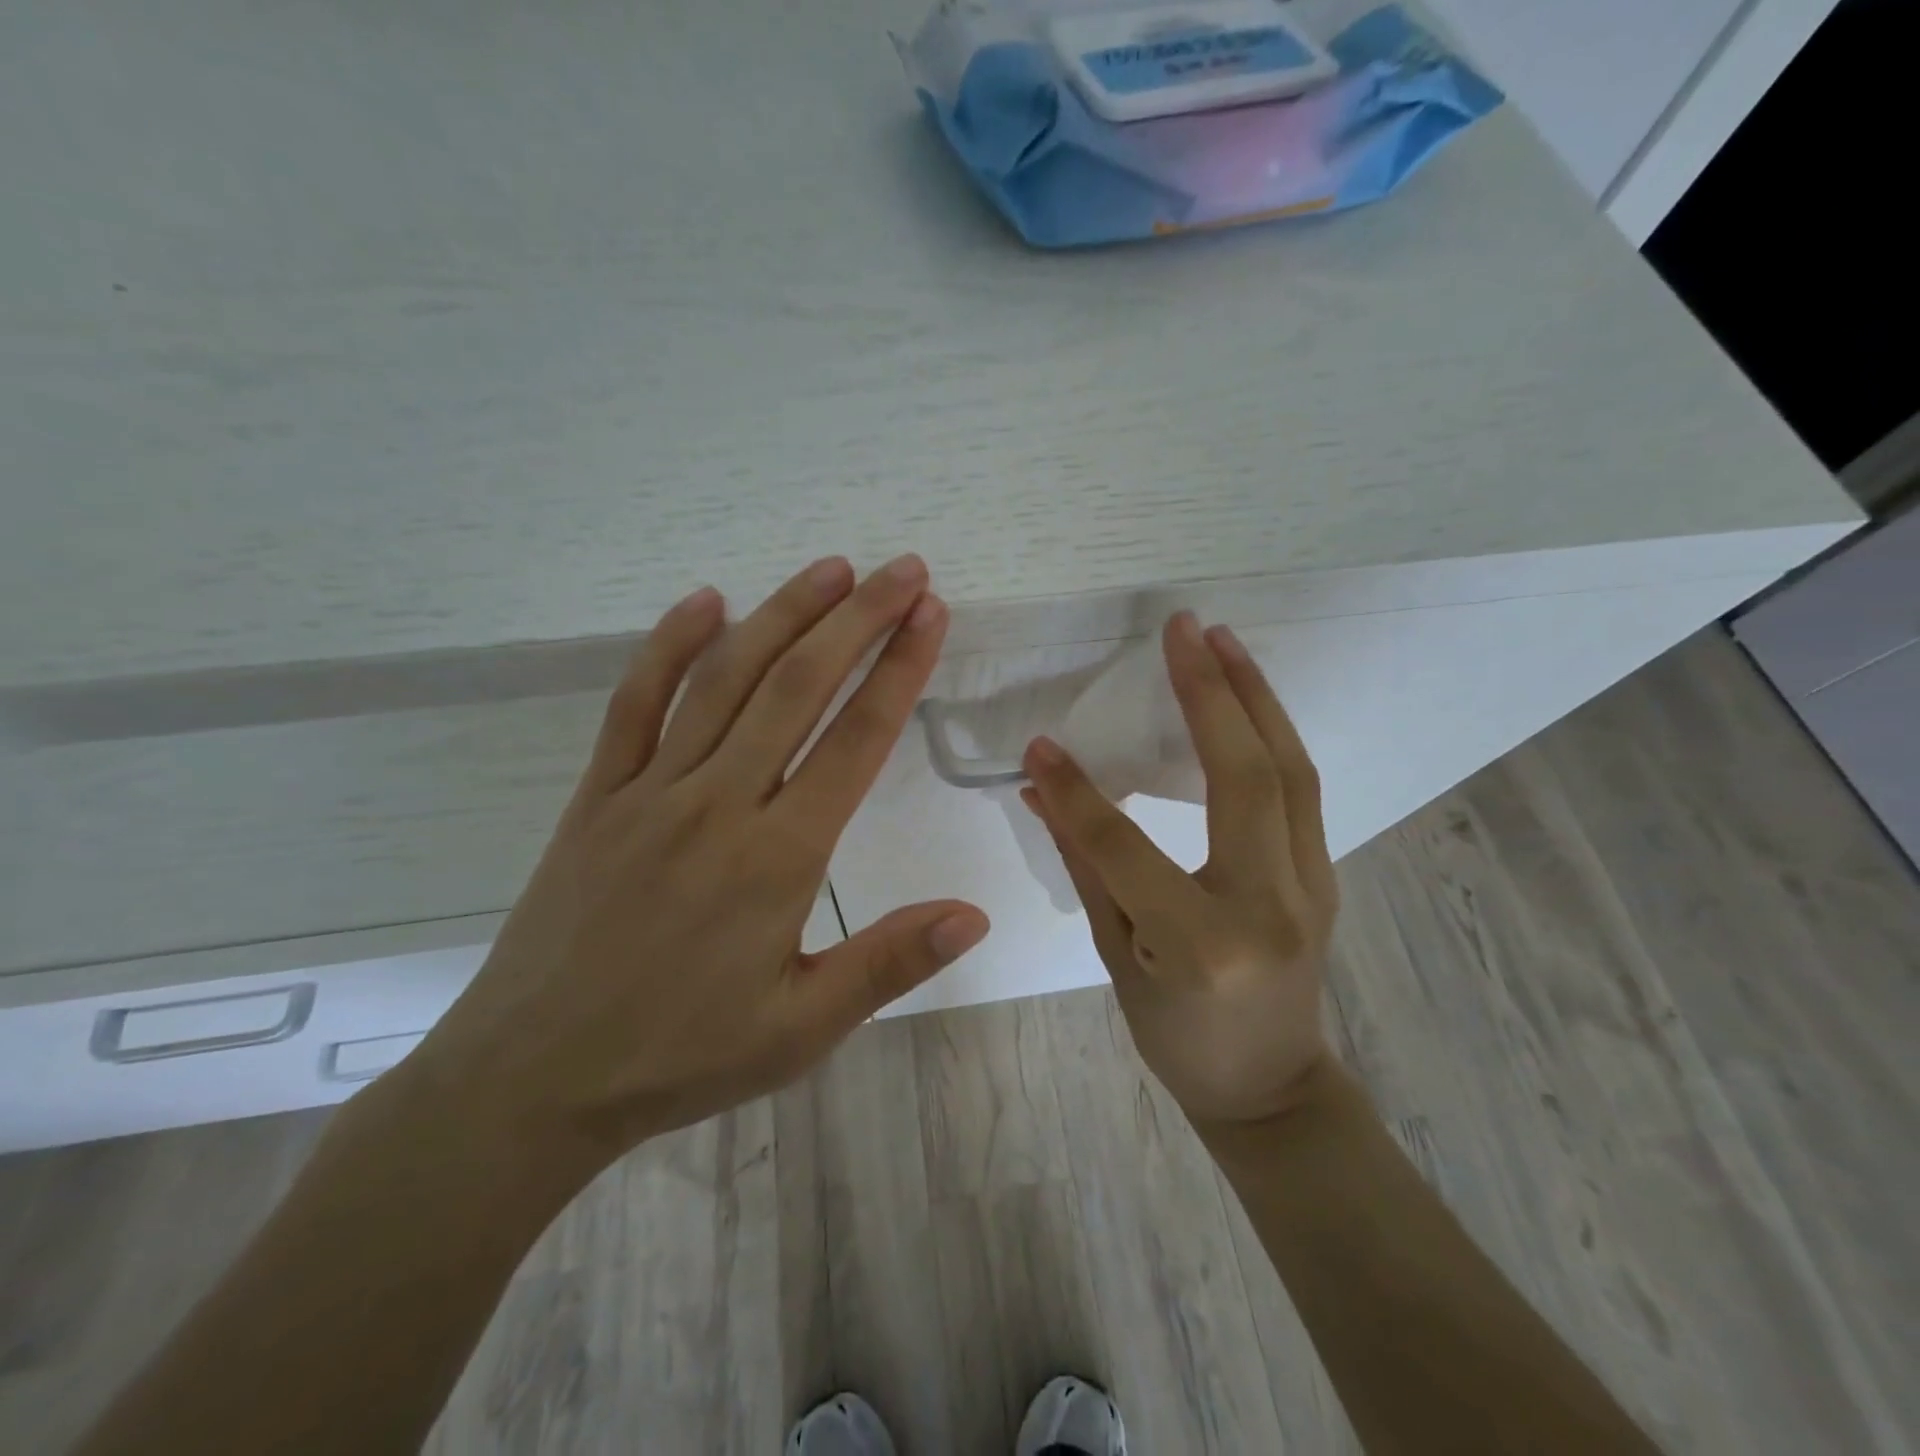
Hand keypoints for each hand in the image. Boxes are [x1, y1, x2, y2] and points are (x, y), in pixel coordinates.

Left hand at [410, 555, 988, 1171]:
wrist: (531, 1078)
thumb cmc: (680, 1056)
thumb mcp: (801, 1028)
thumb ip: (889, 963)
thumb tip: (975, 915)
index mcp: (778, 858)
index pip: (856, 740)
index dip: (899, 670)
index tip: (930, 616)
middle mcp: (718, 804)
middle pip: (798, 687)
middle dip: (857, 620)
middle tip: (901, 570)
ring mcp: (650, 791)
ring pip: (725, 679)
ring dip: (782, 615)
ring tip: (831, 570)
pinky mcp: (598, 795)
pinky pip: (635, 704)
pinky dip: (669, 647)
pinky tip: (704, 602)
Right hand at [1021, 612, 1338, 1129]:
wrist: (1272, 1088)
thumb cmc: (1179, 1040)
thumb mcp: (1117, 959)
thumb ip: (1085, 866)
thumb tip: (1042, 791)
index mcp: (1201, 944)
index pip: (1125, 847)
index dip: (1077, 792)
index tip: (1042, 744)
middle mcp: (1269, 906)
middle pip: (1245, 778)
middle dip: (1210, 693)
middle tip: (1180, 628)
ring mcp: (1311, 886)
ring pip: (1290, 770)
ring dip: (1254, 696)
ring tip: (1218, 640)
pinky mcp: (1324, 874)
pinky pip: (1300, 788)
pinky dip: (1272, 731)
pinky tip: (1244, 698)